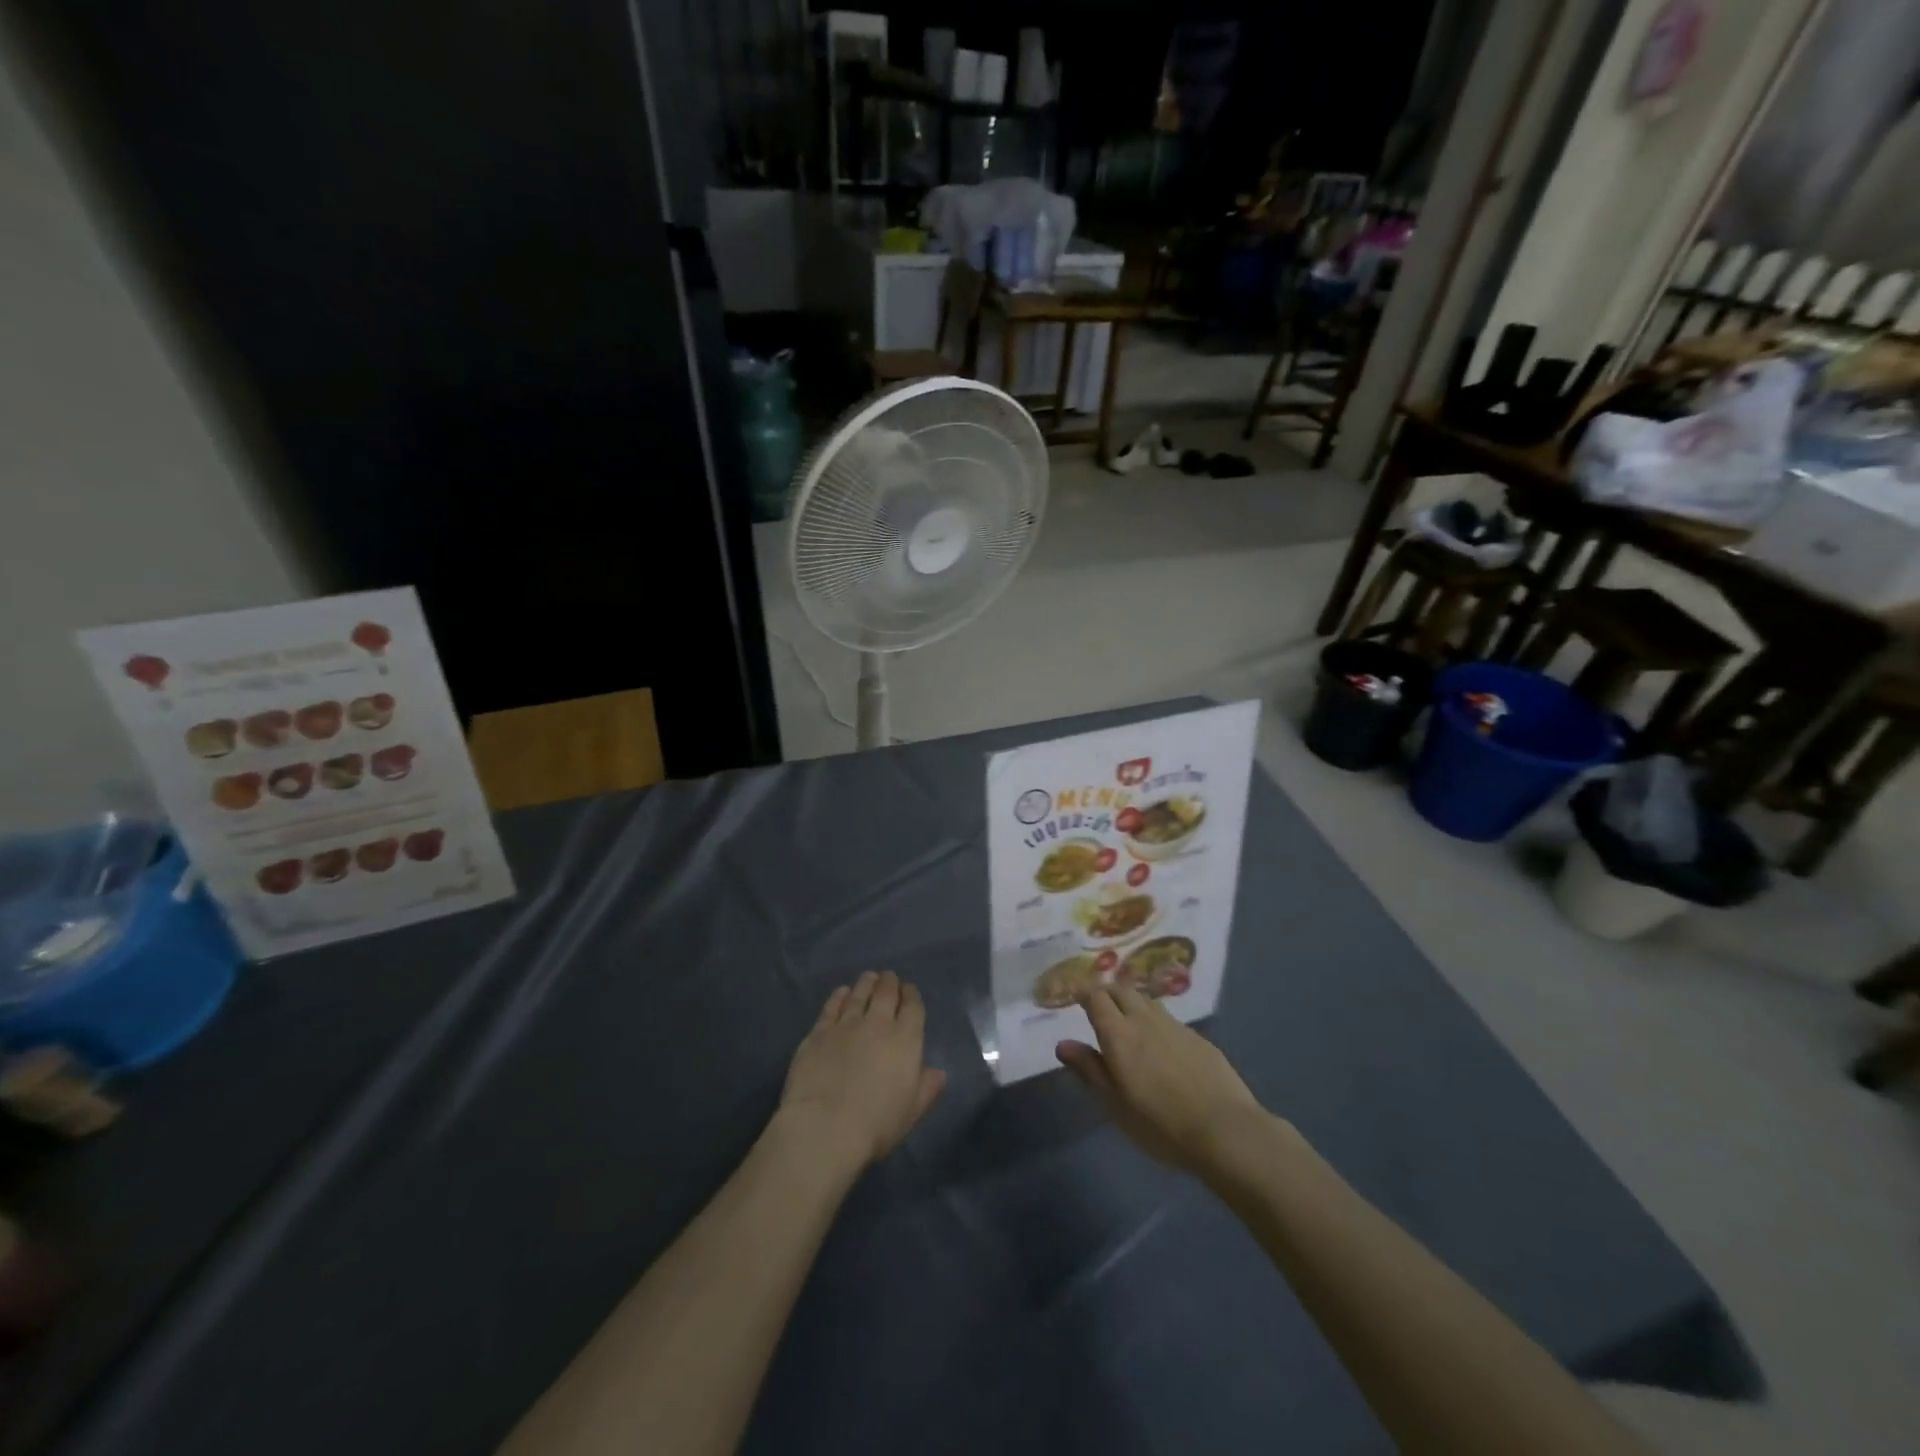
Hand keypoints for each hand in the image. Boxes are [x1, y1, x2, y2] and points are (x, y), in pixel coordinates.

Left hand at [779, 971, 945, 1174]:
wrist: (825, 1127)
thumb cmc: (876, 1124)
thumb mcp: (912, 1111)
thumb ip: (928, 1088)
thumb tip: (938, 1072)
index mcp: (905, 1040)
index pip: (913, 1007)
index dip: (912, 995)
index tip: (909, 990)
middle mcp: (877, 1024)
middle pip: (886, 993)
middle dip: (890, 982)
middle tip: (889, 978)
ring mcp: (846, 1025)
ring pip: (859, 994)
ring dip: (866, 983)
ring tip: (869, 978)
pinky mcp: (819, 1032)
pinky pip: (832, 1006)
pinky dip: (839, 996)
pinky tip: (842, 992)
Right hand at [1056, 985, 1267, 1176]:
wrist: (1225, 1130)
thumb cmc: (1160, 1124)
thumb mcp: (1115, 1105)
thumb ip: (1089, 1070)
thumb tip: (1062, 1044)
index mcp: (1118, 1033)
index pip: (1095, 997)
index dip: (1083, 994)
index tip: (1075, 1001)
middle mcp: (1144, 1019)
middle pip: (1120, 990)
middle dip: (1106, 993)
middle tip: (1098, 1009)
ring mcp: (1174, 1025)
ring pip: (1145, 1000)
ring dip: (1131, 1003)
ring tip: (1127, 1021)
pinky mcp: (1198, 1037)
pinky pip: (1168, 1017)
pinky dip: (1154, 1020)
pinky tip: (1160, 1043)